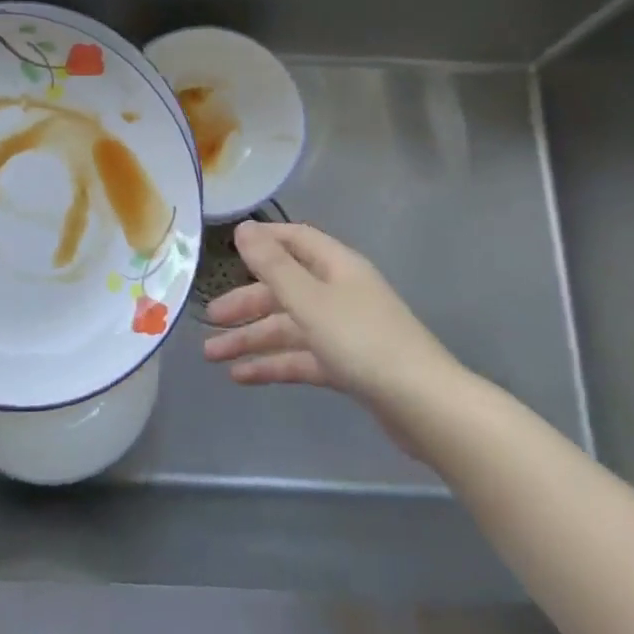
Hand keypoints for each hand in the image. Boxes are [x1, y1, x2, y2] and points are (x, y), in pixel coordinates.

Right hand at [202, 222, 458, 411]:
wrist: (423, 406)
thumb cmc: (362, 341)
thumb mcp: (309, 300)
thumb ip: (273, 265)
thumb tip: (244, 228)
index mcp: (336, 266)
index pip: (295, 240)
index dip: (262, 242)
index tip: (226, 249)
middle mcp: (340, 291)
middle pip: (286, 287)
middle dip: (247, 302)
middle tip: (210, 319)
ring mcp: (345, 330)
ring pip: (290, 326)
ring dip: (253, 338)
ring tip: (212, 355)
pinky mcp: (348, 365)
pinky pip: (302, 357)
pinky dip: (273, 364)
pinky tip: (242, 377)